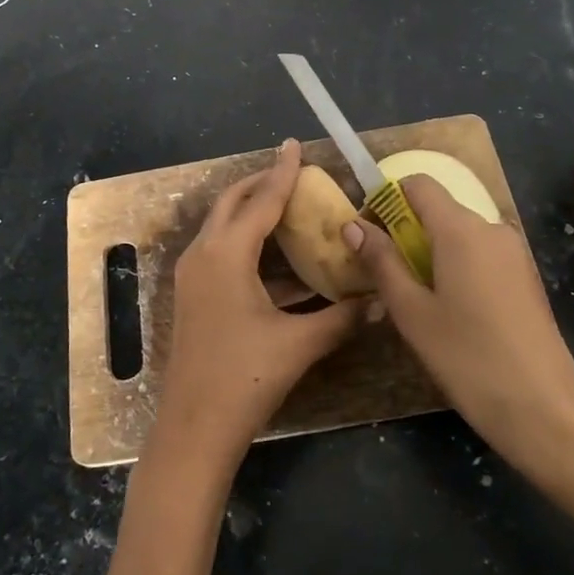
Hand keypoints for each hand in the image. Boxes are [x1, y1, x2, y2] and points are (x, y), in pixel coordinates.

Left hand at [151, 140, 362, 469]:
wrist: (194, 429)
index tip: (294, 145)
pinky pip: (221, 251)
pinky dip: (247, 242)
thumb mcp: (299, 344)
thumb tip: (380, 300)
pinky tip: (279, 259)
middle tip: (292, 172)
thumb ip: (342, 317)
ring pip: (222, 226)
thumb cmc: (246, 379)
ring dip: (251, 211)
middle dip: (260, 183)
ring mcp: (193, 275)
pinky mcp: (194, 294)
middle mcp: (203, 254)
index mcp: (226, 254)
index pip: (260, 201)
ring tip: (287, 205)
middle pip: (232, 203)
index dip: (282, 173)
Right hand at [344, 176, 573, 476]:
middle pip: (438, 209)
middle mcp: (491, 228)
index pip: (418, 184)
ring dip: (431, 251)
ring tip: (414, 298)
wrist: (544, 410)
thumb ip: (381, 262)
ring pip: (459, 234)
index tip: (368, 232)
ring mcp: (514, 252)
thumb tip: (353, 225)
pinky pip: (481, 254)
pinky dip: (457, 266)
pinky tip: (451, 310)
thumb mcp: (412, 312)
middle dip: (406, 230)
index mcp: (461, 229)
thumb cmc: (467, 358)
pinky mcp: (526, 276)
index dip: (387, 199)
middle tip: (384, 273)